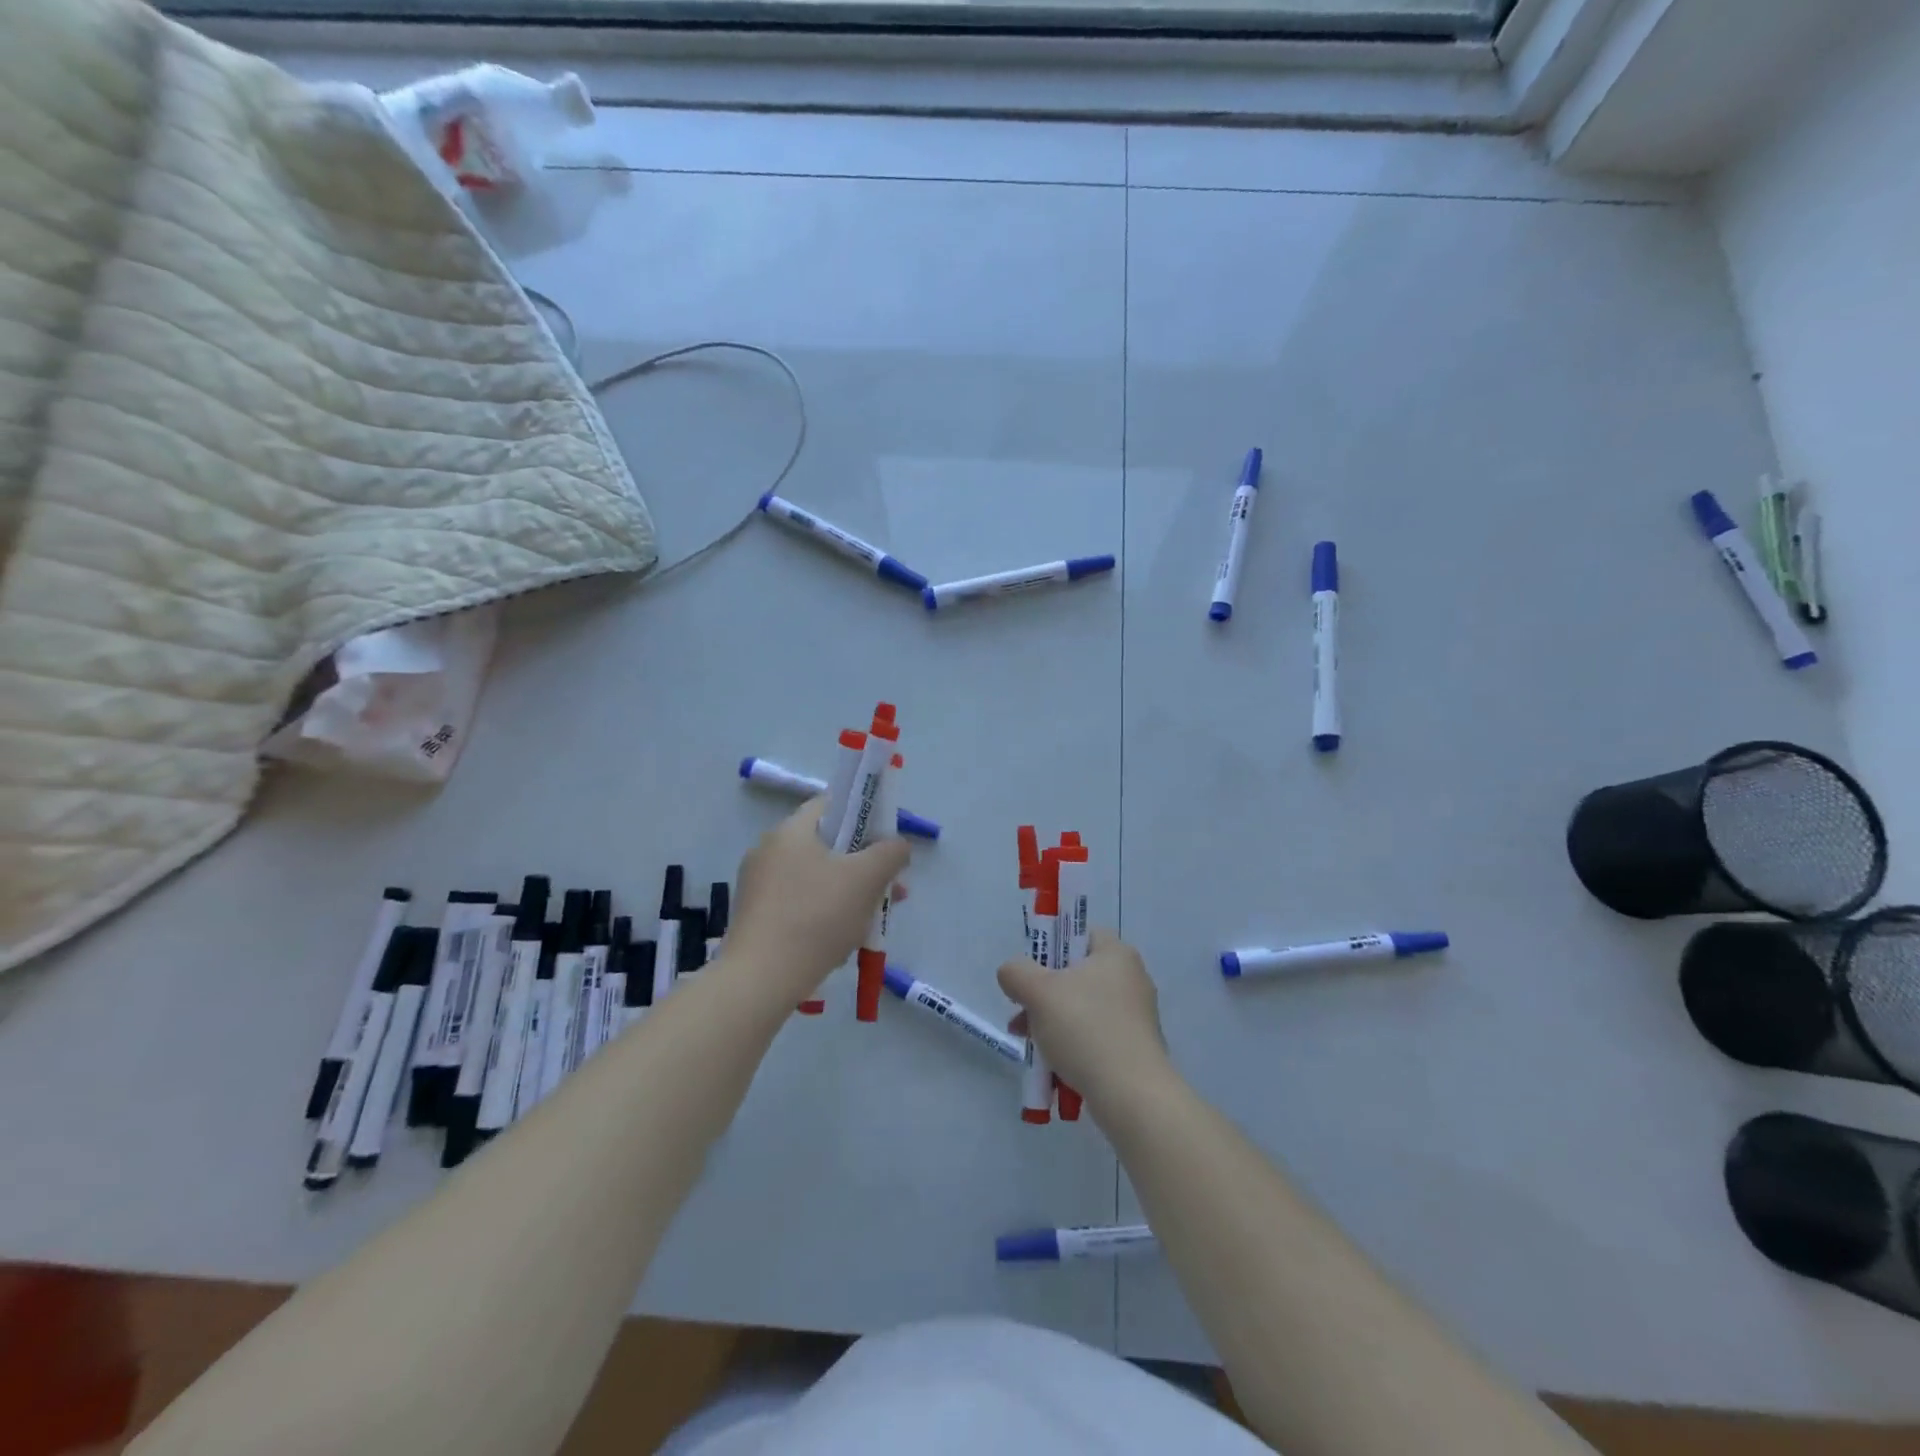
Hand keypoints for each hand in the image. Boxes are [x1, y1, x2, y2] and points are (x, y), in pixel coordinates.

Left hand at [728, 799, 909, 998]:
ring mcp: (757, 886)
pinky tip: (840, 942)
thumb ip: (890, 852)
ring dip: (847, 893)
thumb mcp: (867, 879)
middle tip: (889, 888)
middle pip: (827, 845)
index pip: (831, 805)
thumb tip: (898, 844)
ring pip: (815, 878)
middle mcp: (768, 850)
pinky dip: (823, 914)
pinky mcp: (755, 917)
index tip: (885, 842)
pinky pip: (798, 904)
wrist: (760, 979)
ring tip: (871, 921)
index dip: (863, 816)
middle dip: (863, 865)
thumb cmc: (816, 917)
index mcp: (790, 831)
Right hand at [998, 929, 1170, 1108]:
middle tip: (1021, 1012)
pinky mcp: (1136, 1048)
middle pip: (1076, 974)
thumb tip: (1012, 973)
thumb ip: (1016, 972)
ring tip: (1029, 1044)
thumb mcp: (1038, 992)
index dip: (1052, 947)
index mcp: (1116, 954)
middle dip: (1043, 994)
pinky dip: (1073, 1044)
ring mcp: (1136, 1016)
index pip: (1080, 934)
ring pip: (1082, 1008)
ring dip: (1052, 1022)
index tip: (1032, 971)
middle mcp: (1132, 979)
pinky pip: (1095, 1036)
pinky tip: (1053, 1064)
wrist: (1131, 1095)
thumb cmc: (1085, 1029)